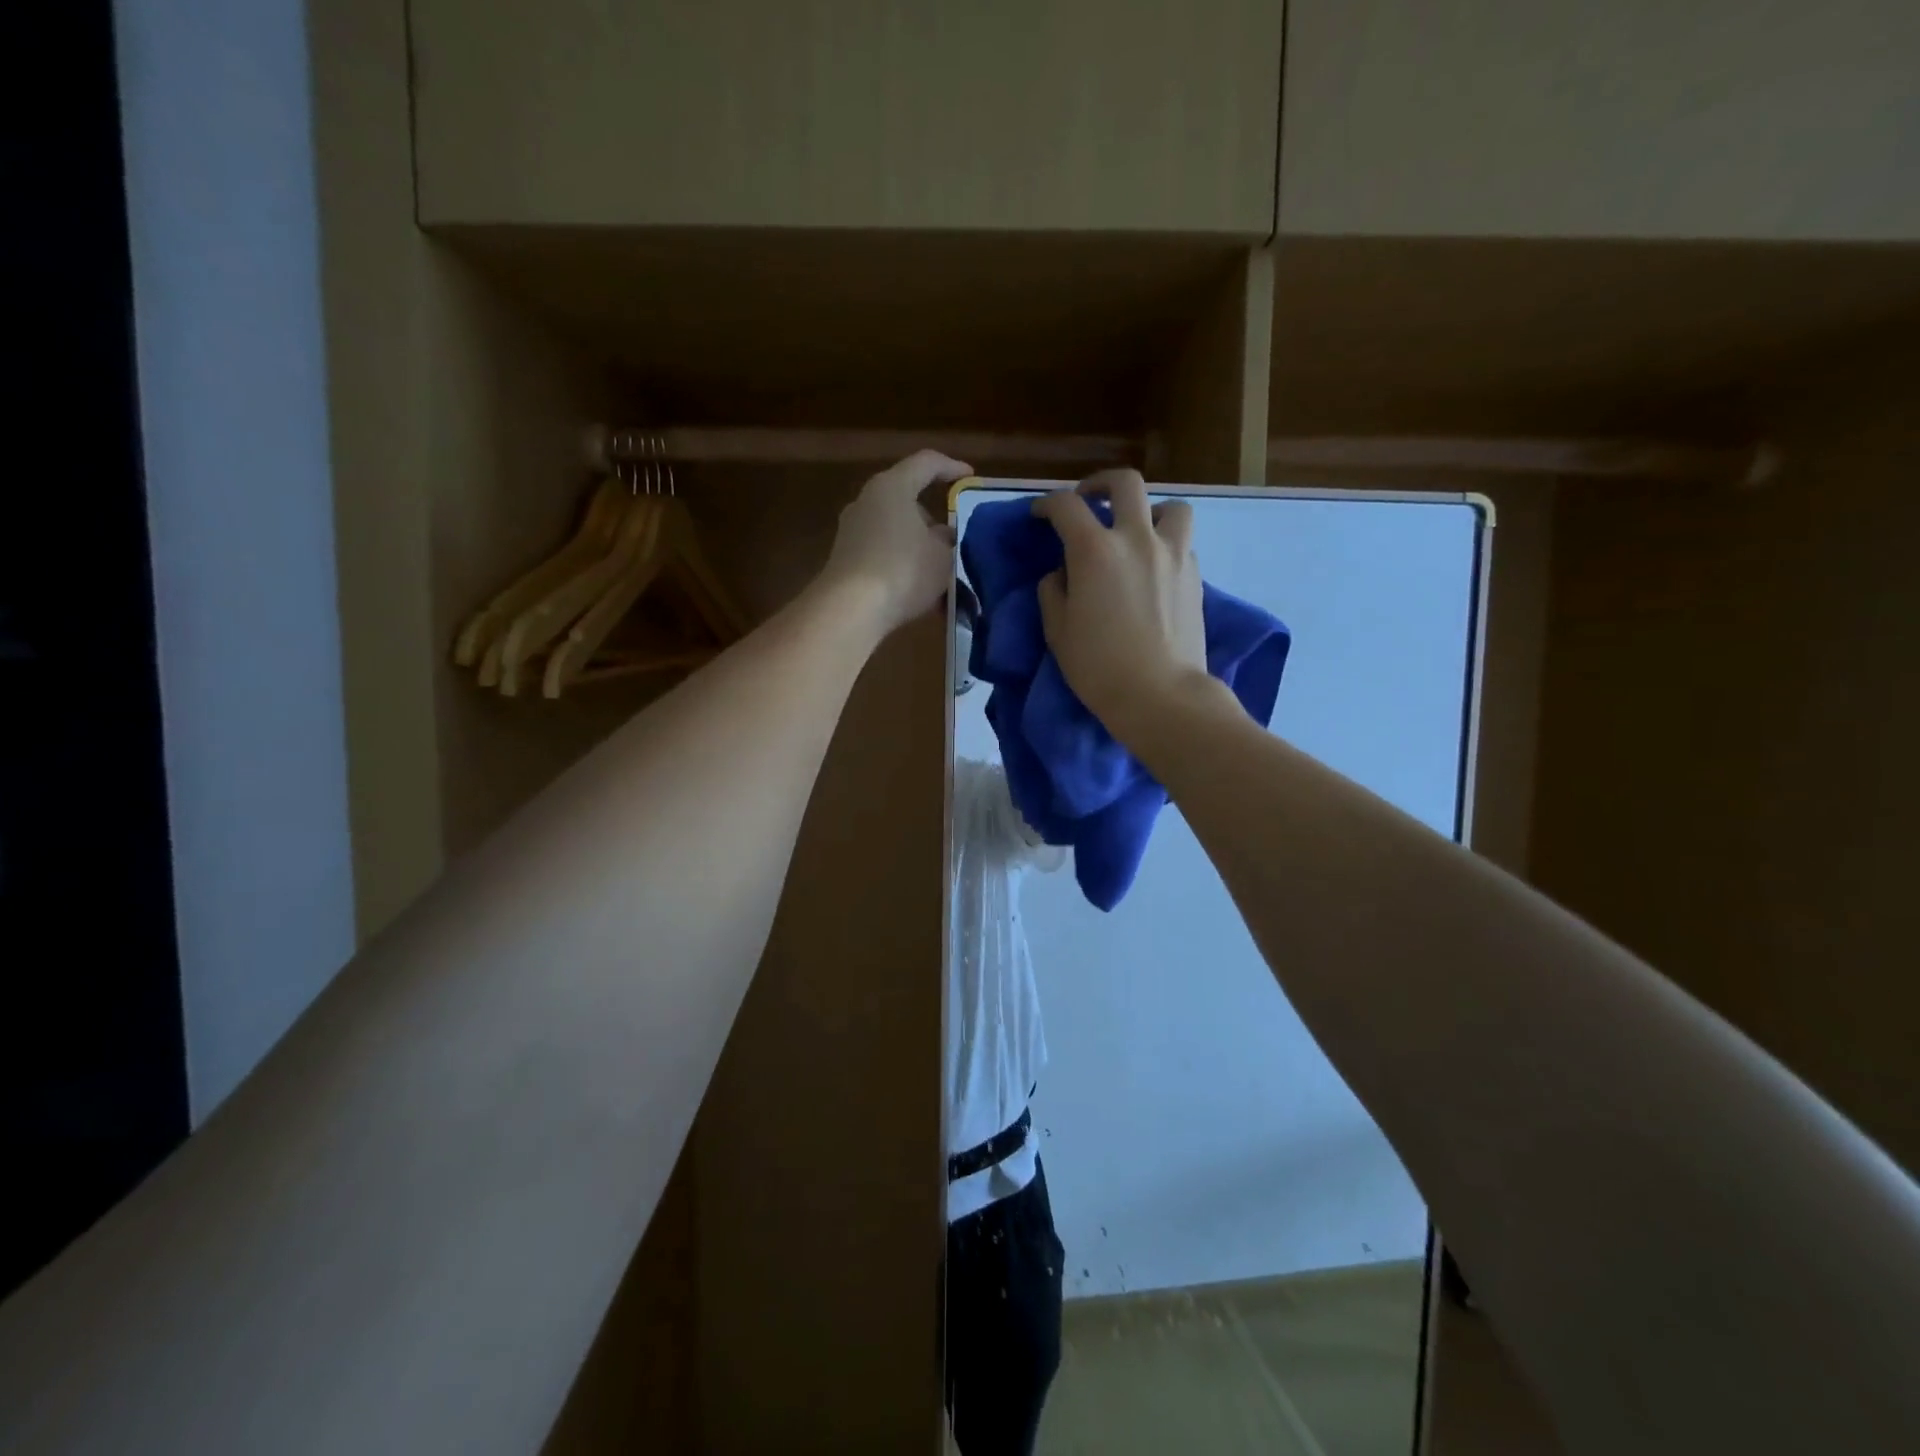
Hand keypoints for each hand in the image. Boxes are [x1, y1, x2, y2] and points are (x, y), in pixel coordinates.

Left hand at [820, 450, 969, 636]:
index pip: (926, 463)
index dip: (952, 467)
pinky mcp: (845, 559)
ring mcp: (852, 531)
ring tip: (941, 572)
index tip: (970, 477)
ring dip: (918, 546)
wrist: (849, 610)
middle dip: (933, 519)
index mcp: (892, 487)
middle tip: (955, 540)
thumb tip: (941, 536)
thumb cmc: (903, 570)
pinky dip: (903, 566)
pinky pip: (883, 554)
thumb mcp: (942, 556)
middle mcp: (867, 502)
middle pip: (907, 499)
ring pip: (895, 530)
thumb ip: (947, 540)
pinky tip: (920, 592)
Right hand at [1034, 469, 1207, 737]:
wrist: (1161, 696)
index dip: (1047, 504)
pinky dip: (1165, 543)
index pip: (1066, 507)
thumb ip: (1053, 592)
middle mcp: (1137, 539)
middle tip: (1088, 501)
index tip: (1040, 514)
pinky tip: (1153, 568)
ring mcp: (1173, 554)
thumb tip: (1061, 573)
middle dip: (1100, 484)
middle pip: (1125, 483)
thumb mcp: (1057, 631)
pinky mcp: (1195, 576)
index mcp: (1095, 550)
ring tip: (1135, 531)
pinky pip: (1182, 542)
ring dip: (1149, 510)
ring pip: (1170, 506)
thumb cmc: (1099, 667)